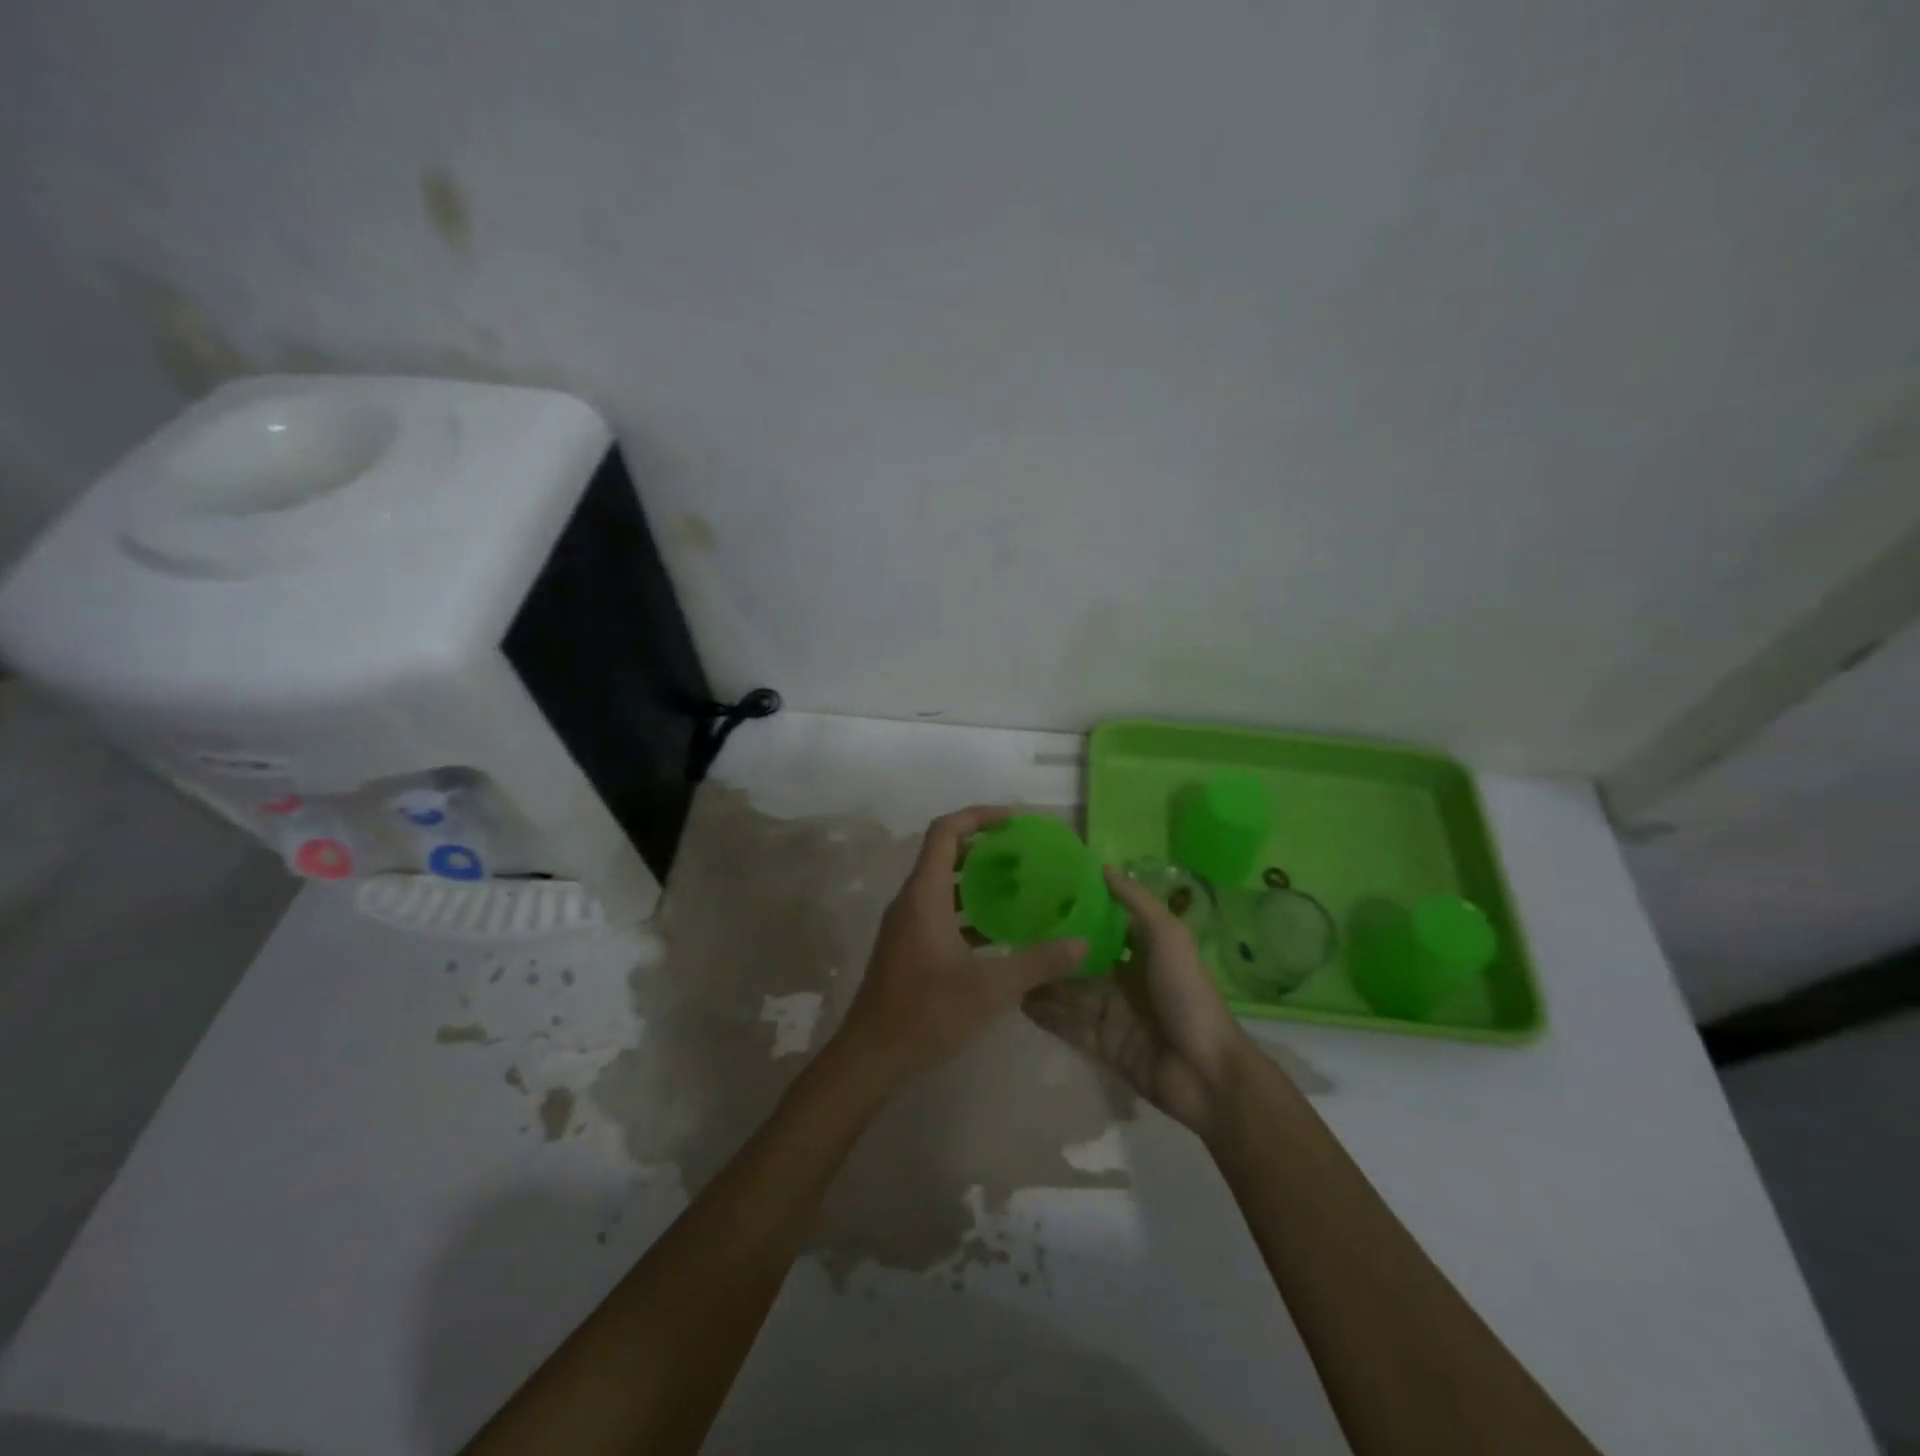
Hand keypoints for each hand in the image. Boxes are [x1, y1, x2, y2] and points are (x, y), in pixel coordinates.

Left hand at [830, 806, 1086, 1094]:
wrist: (872, 1056)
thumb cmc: (927, 1014)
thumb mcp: (990, 989)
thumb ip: (1038, 962)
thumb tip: (1081, 943)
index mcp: (924, 896)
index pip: (945, 832)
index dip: (977, 816)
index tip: (1013, 821)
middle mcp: (911, 901)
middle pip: (944, 854)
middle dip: (983, 847)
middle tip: (1023, 854)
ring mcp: (906, 924)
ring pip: (943, 885)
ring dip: (976, 880)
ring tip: (1018, 886)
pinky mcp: (908, 946)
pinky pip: (939, 910)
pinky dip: (968, 909)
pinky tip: (999, 929)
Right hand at [1024, 867, 1255, 1137]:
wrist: (1205, 1073)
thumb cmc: (1187, 994)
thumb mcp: (1168, 937)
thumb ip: (1136, 902)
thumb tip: (1103, 867)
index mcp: (1144, 952)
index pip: (1105, 925)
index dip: (1078, 910)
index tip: (1042, 892)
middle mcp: (1125, 979)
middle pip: (1081, 960)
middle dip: (1052, 948)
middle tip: (1011, 930)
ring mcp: (1112, 1014)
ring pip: (1069, 992)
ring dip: (1042, 981)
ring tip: (1006, 964)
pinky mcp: (1102, 1045)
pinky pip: (1067, 1025)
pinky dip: (1045, 1014)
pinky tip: (1017, 1000)